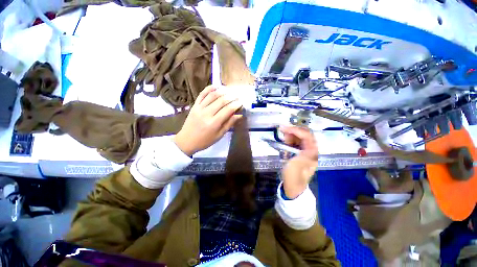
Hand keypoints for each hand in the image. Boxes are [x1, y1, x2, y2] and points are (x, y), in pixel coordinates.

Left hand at [173, 85, 242, 155]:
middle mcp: (206, 113)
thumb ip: (229, 124)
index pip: (227, 110)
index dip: (236, 105)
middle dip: (231, 97)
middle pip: (221, 101)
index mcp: (214, 123)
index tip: (241, 102)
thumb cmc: (205, 141)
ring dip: (222, 91)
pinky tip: (216, 86)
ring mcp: (199, 108)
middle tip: (237, 96)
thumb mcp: (219, 135)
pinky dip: (209, 89)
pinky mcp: (194, 105)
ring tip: (229, 90)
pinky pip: (202, 94)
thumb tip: (239, 115)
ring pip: (212, 95)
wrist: (187, 141)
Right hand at [280, 126, 317, 198]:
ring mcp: (304, 151)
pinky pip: (295, 142)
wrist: (292, 187)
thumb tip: (304, 140)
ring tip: (282, 137)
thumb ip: (302, 152)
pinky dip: (289, 140)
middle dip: (293, 131)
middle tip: (282, 131)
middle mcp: (310, 150)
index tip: (284, 129)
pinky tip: (284, 142)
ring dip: (290, 135)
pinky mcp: (299, 153)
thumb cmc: (294, 177)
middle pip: (303, 135)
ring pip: (299, 138)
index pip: (306, 136)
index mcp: (312, 152)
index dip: (296, 130)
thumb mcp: (297, 165)